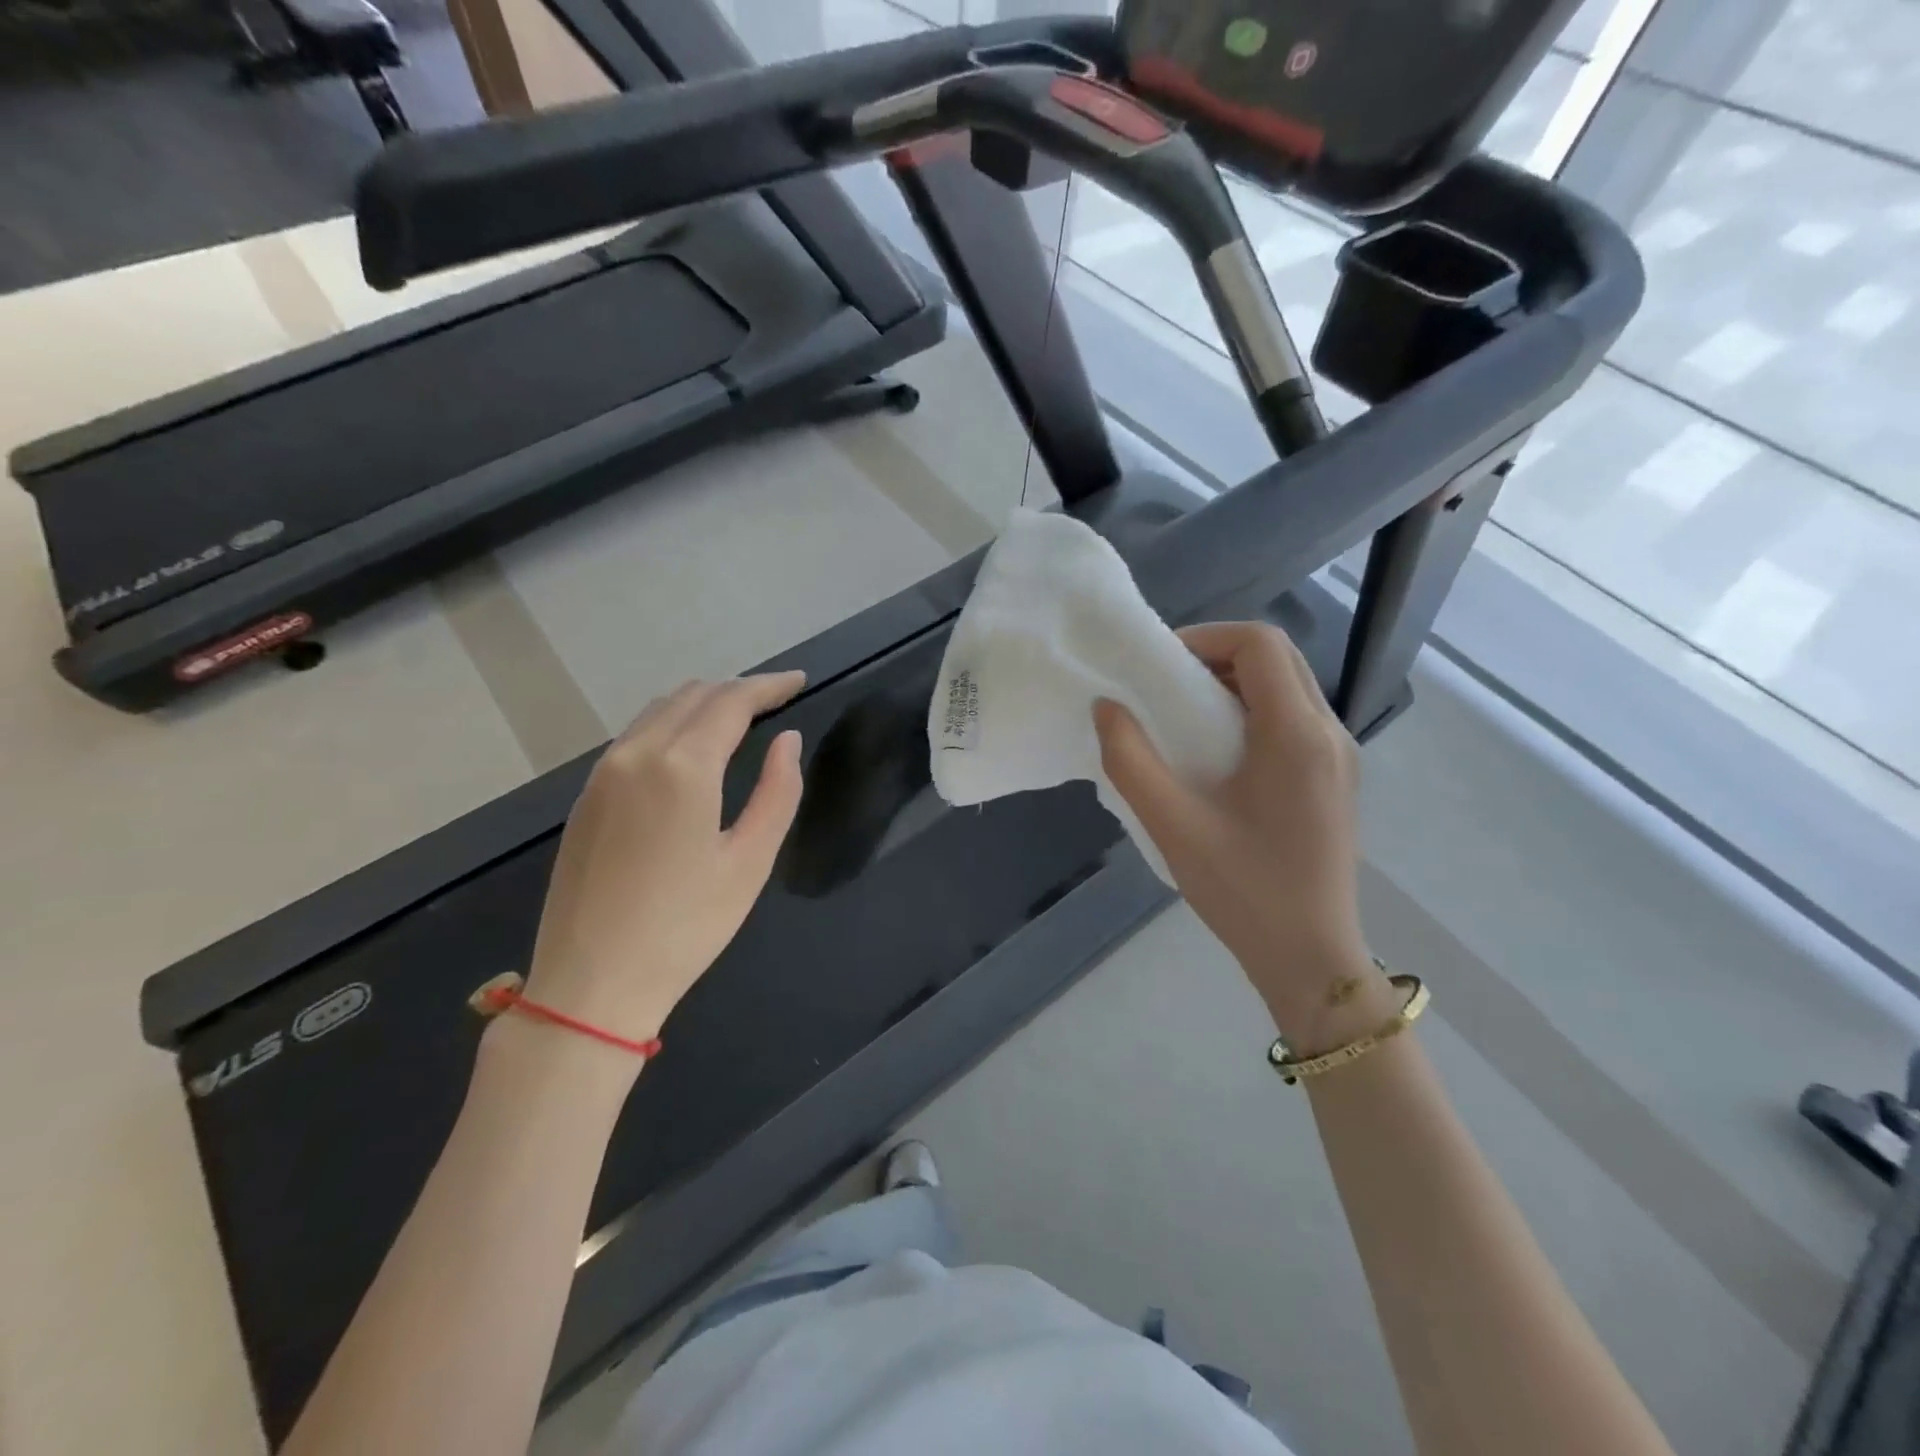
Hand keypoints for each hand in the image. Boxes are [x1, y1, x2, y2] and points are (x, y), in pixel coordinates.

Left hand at [519, 673, 806, 1059]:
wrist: (592, 982)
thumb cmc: (686, 926)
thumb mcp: (751, 861)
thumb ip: (778, 791)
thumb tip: (787, 740)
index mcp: (682, 766)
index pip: (731, 701)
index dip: (769, 686)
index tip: (799, 681)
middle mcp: (637, 754)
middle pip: (693, 695)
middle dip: (738, 689)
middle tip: (776, 699)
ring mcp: (603, 773)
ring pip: (659, 710)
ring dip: (703, 702)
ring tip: (739, 716)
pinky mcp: (586, 796)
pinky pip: (635, 736)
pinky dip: (672, 723)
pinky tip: (690, 747)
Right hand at [1093, 622, 1391, 1049]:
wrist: (1311, 958)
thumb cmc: (1243, 891)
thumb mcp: (1173, 825)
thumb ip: (1130, 760)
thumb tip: (1106, 707)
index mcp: (1296, 735)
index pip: (1261, 643)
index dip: (1206, 636)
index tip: (1159, 665)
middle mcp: (1328, 733)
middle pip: (1277, 657)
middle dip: (1217, 655)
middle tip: (1165, 685)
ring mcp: (1338, 756)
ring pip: (1287, 686)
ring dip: (1234, 683)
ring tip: (1183, 716)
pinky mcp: (1335, 778)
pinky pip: (1293, 718)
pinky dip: (1251, 711)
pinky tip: (1216, 753)